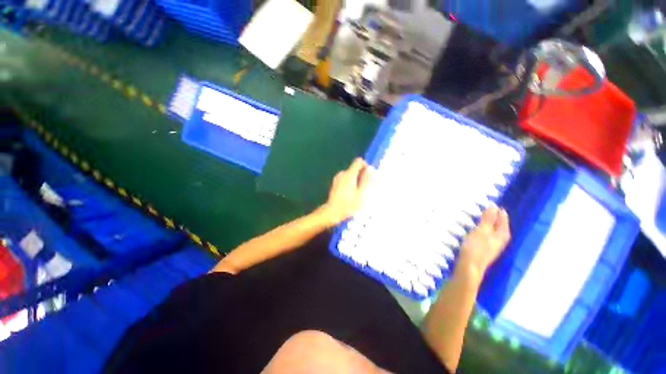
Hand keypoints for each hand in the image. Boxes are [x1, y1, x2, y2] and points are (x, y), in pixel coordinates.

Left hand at [321, 158, 372, 226]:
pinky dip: (350, 184)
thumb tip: (371, 170)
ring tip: (359, 193)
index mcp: (349, 174)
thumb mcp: (362, 193)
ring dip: (356, 181)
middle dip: (362, 175)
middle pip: (355, 169)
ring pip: (350, 175)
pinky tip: (351, 195)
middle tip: (366, 188)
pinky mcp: (335, 184)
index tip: (369, 175)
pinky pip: (345, 180)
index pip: (359, 162)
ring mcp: (337, 179)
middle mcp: (342, 174)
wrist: (333, 212)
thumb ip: (367, 180)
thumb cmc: (349, 204)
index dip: (366, 166)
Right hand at [458, 205, 510, 275]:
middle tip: (489, 209)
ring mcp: (492, 246)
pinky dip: (484, 229)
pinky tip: (478, 229)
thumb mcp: (481, 231)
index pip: (503, 220)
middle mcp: (500, 240)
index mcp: (502, 235)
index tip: (493, 204)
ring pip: (493, 231)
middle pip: (500, 226)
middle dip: (496, 218)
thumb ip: (488, 219)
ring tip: (482, 217)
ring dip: (489, 224)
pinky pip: (487, 235)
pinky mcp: (484, 249)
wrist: (469, 266)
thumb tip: (494, 206)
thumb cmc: (476, 247)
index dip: (499, 212)